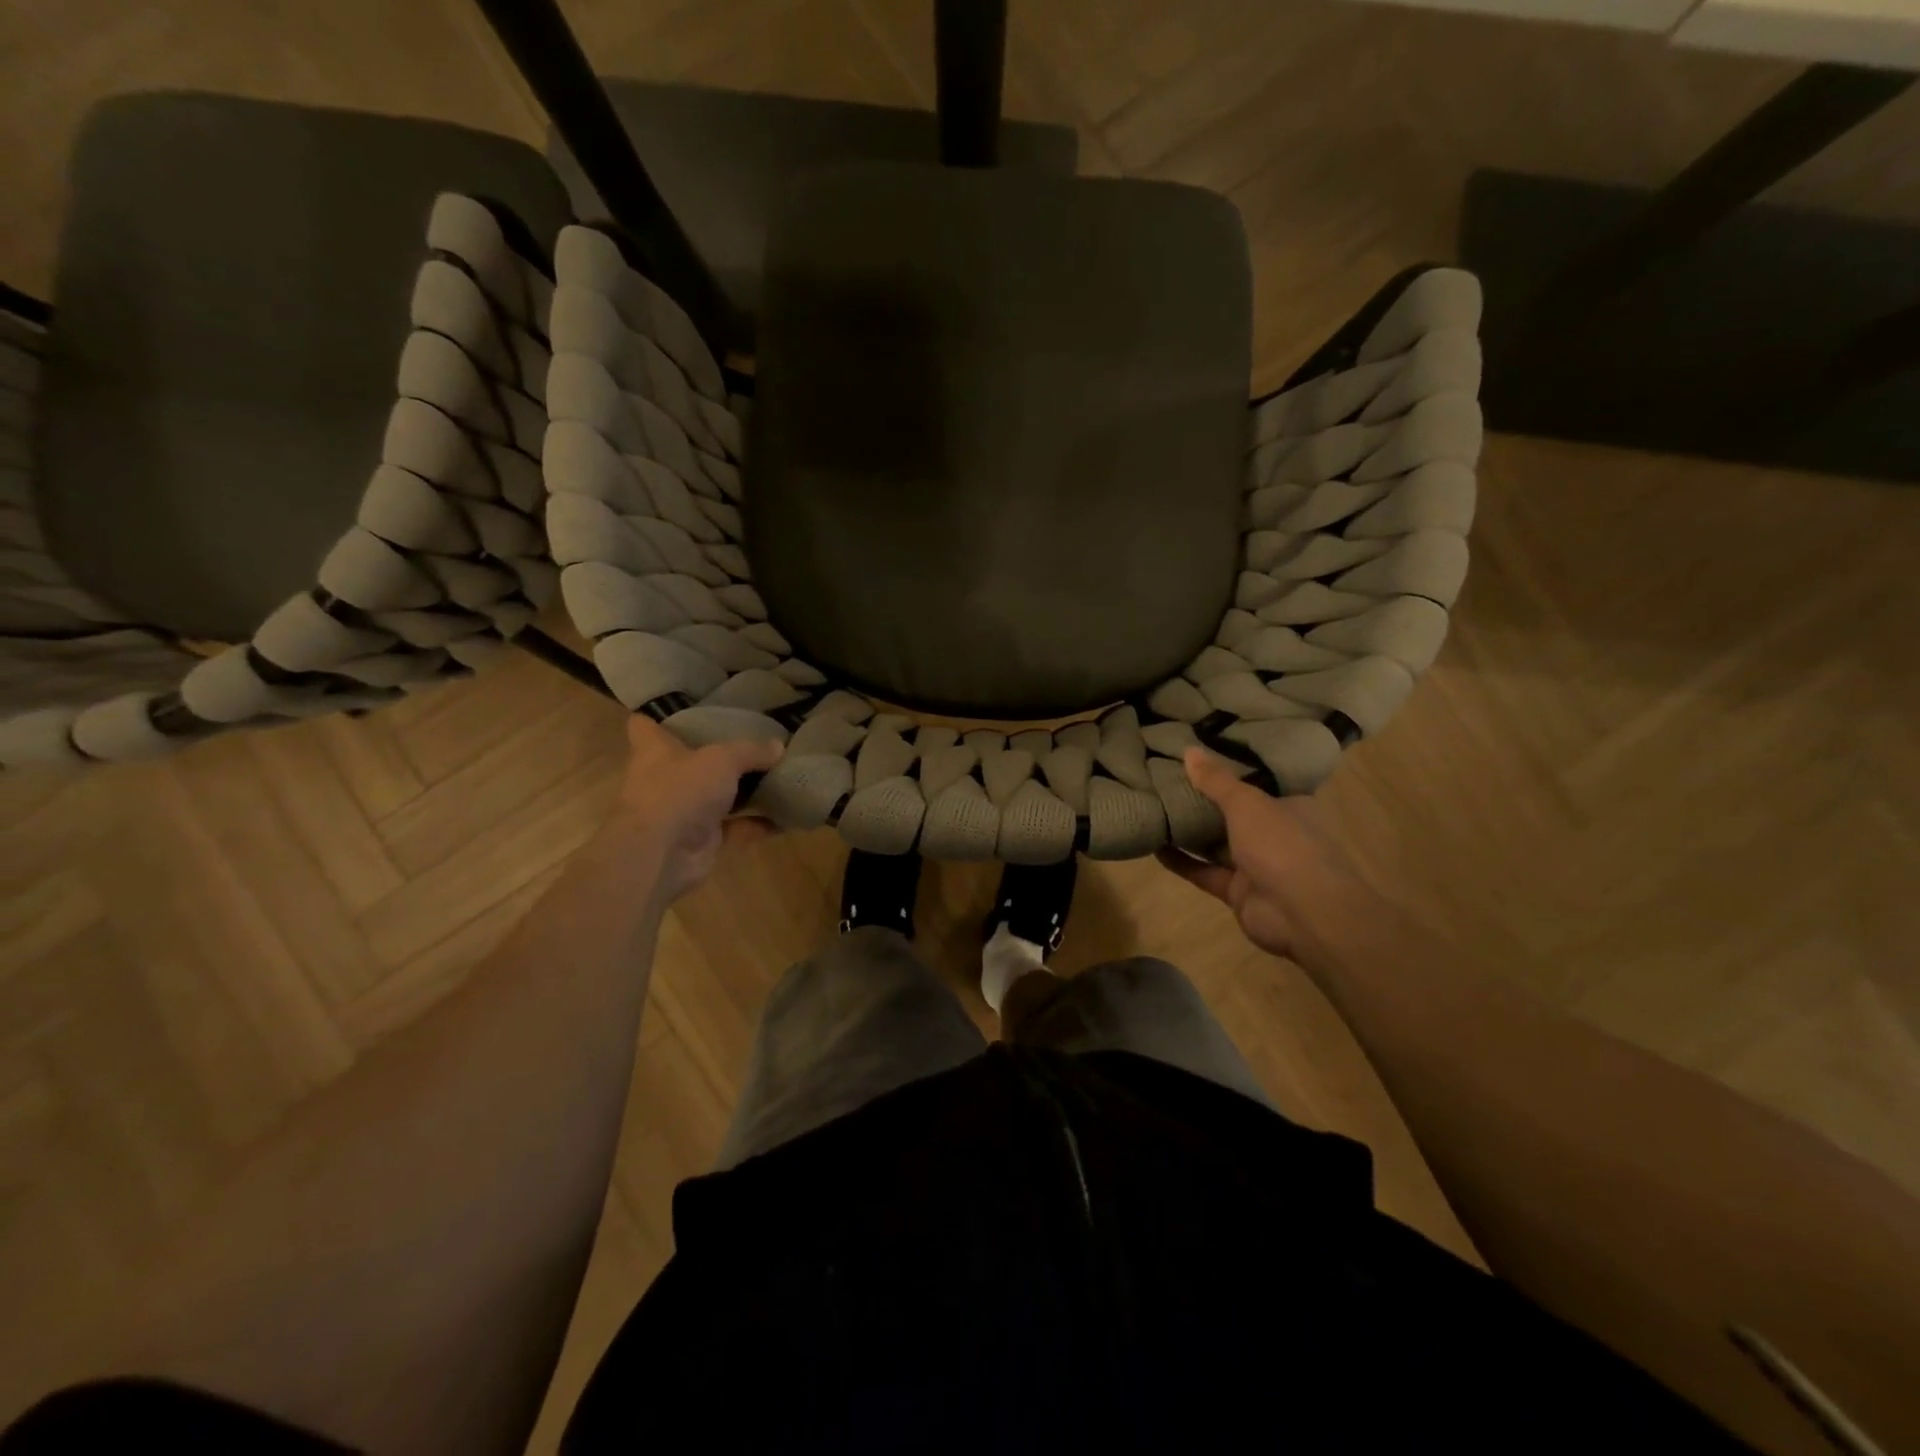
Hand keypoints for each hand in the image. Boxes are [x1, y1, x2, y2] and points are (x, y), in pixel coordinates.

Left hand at [616, 715, 783, 901]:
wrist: (662, 854)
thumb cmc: (680, 790)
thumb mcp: (722, 759)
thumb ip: (751, 751)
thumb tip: (778, 746)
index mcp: (655, 750)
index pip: (645, 725)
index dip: (661, 715)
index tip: (687, 707)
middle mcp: (665, 778)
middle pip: (690, 760)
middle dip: (717, 753)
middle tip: (753, 738)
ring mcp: (683, 810)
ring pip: (717, 795)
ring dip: (744, 790)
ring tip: (778, 774)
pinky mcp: (702, 839)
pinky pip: (736, 827)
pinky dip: (759, 823)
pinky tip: (787, 816)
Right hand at [1155, 747, 1366, 959]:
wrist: (1302, 912)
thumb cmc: (1281, 844)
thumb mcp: (1246, 802)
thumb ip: (1215, 780)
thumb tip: (1188, 749)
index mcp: (1286, 806)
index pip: (1255, 783)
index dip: (1226, 771)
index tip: (1194, 757)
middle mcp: (1273, 833)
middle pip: (1232, 814)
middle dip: (1201, 801)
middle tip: (1163, 780)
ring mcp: (1256, 865)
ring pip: (1216, 844)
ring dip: (1188, 832)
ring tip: (1153, 809)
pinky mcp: (1237, 891)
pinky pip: (1204, 872)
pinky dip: (1181, 861)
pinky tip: (1154, 846)